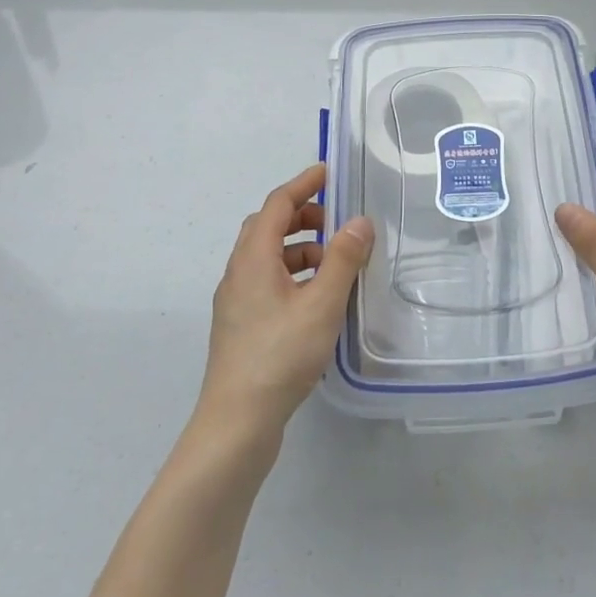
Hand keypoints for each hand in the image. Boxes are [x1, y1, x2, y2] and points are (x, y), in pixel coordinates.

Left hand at [197, 163, 373, 440]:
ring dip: (299, 247)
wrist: (236, 423)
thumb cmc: (280, 356)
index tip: (329, 173)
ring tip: (333, 262)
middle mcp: (238, 273)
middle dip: (302, 216)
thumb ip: (343, 259)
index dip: (303, 184)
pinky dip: (292, 274)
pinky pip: (267, 281)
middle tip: (337, 221)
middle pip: (267, 227)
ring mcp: (236, 301)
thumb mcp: (322, 304)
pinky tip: (316, 297)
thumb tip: (359, 221)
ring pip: (267, 257)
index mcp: (253, 258)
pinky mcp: (241, 325)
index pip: (277, 204)